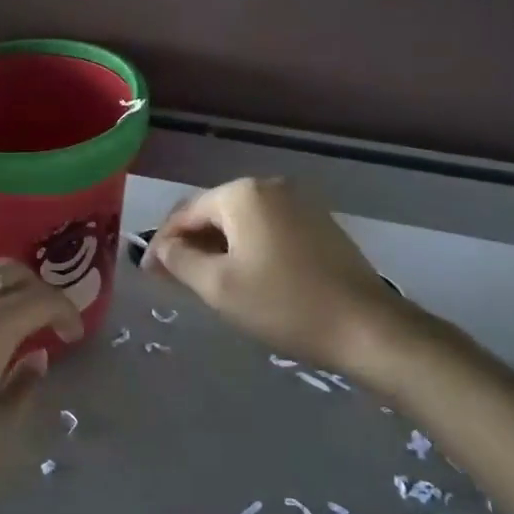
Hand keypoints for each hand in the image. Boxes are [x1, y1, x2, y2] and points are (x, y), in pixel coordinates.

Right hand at [142, 177, 422, 382]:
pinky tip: (243, 275)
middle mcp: (269, 186)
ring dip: (217, 247)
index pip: (185, 213)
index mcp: (242, 194)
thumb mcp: (218, 286)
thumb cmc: (283, 303)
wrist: (366, 327)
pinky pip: (267, 229)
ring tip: (204, 280)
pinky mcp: (318, 223)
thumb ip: (179, 260)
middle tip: (172, 279)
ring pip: (241, 222)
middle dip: (189, 243)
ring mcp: (299, 202)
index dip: (161, 243)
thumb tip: (161, 247)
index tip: (148, 274)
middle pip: (213, 213)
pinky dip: (247, 248)